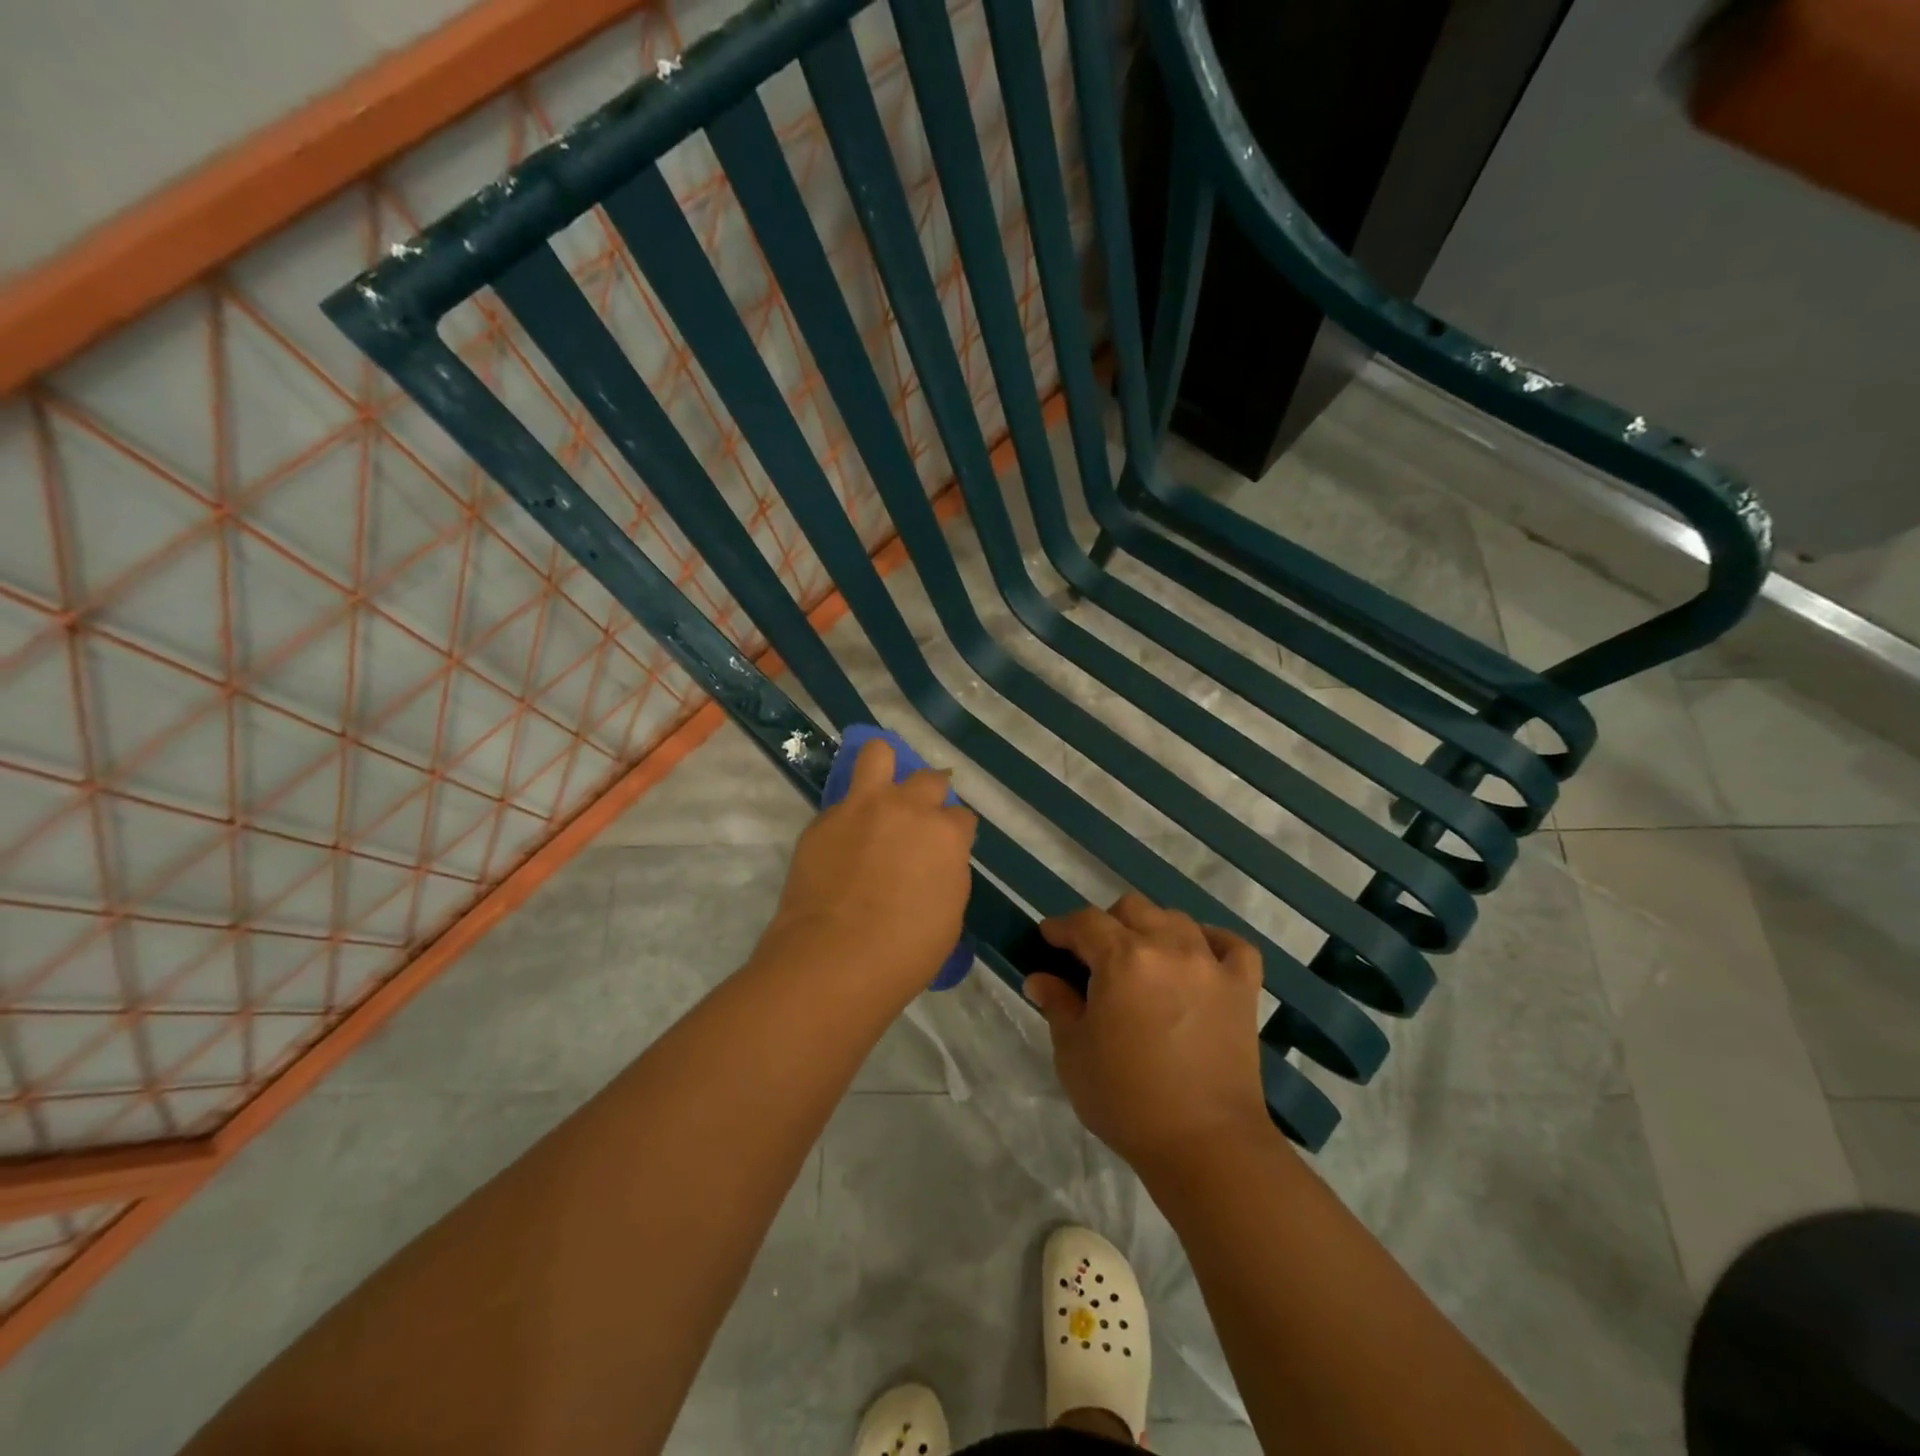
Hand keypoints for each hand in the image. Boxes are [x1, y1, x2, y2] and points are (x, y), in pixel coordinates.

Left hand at [758, 738, 976, 992]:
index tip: (945, 851)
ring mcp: (861, 808)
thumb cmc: (905, 952)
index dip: (954, 834)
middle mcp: (907, 808)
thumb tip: (934, 862)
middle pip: (929, 779)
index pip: (961, 817)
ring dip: (885, 768)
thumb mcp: (948, 915)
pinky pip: (841, 804)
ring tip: (880, 793)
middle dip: (930, 795)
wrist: (835, 959)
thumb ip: (946, 873)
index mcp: (946, 834)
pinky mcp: (823, 820)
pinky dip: (847, 817)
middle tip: (917, 822)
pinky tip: (841, 845)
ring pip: (878, 754)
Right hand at [1026, 893, 1270, 1172]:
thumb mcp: (1074, 1054)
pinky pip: (1232, 944)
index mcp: (1122, 959)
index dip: (1062, 927)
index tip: (1049, 938)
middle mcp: (1168, 947)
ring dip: (1152, 929)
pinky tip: (1199, 956)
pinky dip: (1212, 941)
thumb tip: (1040, 979)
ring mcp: (1210, 964)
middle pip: (1132, 908)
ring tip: (1143, 959)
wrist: (1205, 1144)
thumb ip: (1058, 1006)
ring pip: (1176, 919)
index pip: (1085, 922)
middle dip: (1106, 924)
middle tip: (1094, 956)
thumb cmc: (1127, 1100)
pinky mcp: (1242, 987)